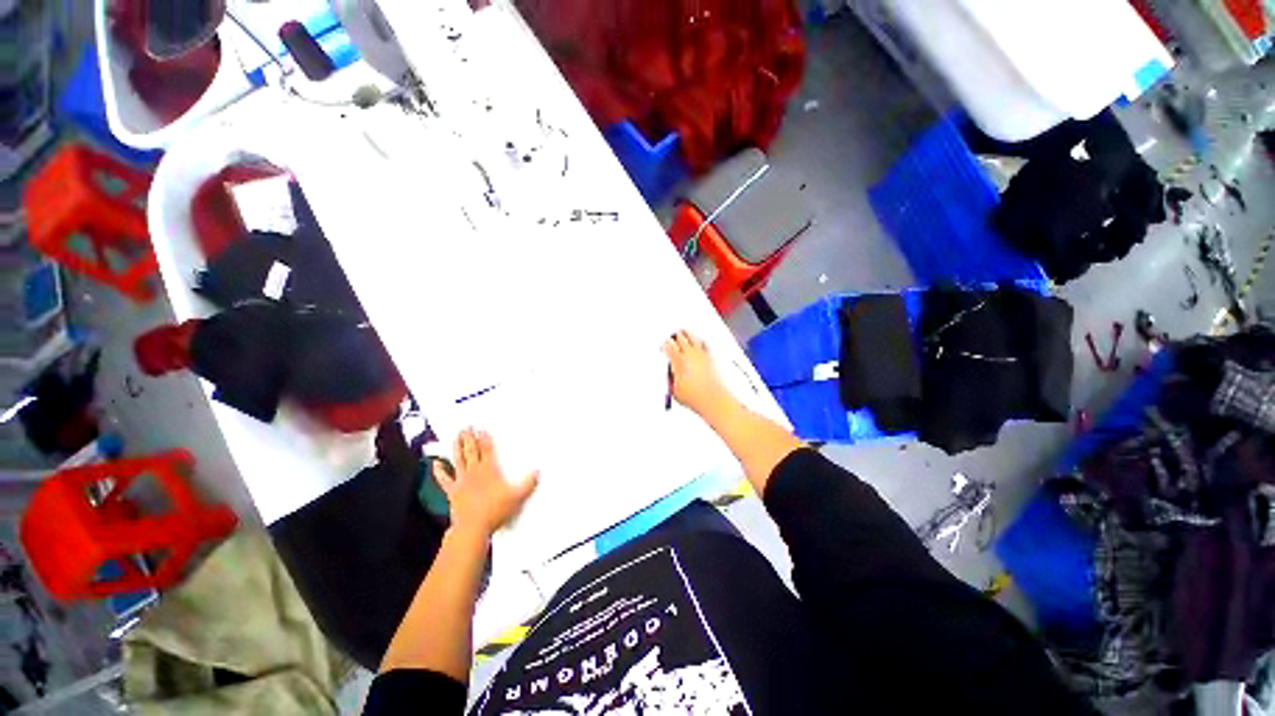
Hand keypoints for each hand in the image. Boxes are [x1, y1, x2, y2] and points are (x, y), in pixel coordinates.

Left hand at [435, 429, 538, 538]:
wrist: (473, 528)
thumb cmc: (495, 511)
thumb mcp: (518, 496)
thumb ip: (529, 483)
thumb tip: (538, 471)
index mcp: (490, 469)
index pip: (488, 449)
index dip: (485, 437)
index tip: (482, 427)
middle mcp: (475, 472)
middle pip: (472, 451)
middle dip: (470, 437)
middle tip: (467, 426)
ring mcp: (462, 481)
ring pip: (459, 459)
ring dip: (458, 447)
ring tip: (457, 435)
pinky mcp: (453, 492)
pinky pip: (444, 479)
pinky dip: (439, 471)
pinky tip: (436, 464)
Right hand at [664, 330, 733, 417]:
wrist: (713, 400)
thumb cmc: (695, 397)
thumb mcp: (674, 391)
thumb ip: (669, 380)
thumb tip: (668, 374)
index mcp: (678, 361)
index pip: (668, 345)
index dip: (663, 345)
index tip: (662, 348)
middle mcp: (690, 354)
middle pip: (680, 336)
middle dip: (674, 336)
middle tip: (672, 338)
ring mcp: (702, 354)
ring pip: (692, 336)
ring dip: (686, 334)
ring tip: (683, 332)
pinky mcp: (711, 357)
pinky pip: (704, 343)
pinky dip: (699, 340)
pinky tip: (699, 341)